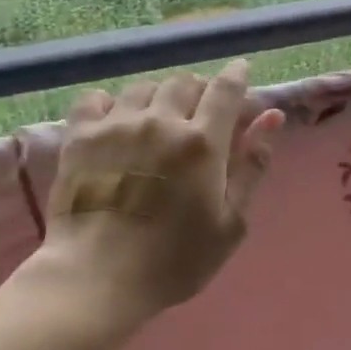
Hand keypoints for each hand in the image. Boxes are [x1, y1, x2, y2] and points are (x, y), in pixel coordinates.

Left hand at [42, 59, 282, 318]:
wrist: (98, 277)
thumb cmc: (175, 260)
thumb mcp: (231, 222)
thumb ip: (252, 166)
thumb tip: (271, 117)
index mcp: (202, 143)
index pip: (225, 90)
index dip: (236, 76)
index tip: (241, 72)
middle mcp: (160, 122)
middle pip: (184, 83)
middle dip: (198, 91)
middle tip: (200, 114)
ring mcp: (116, 126)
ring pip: (143, 88)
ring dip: (159, 96)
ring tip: (159, 118)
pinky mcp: (79, 137)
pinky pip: (96, 99)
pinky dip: (111, 103)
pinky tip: (116, 120)